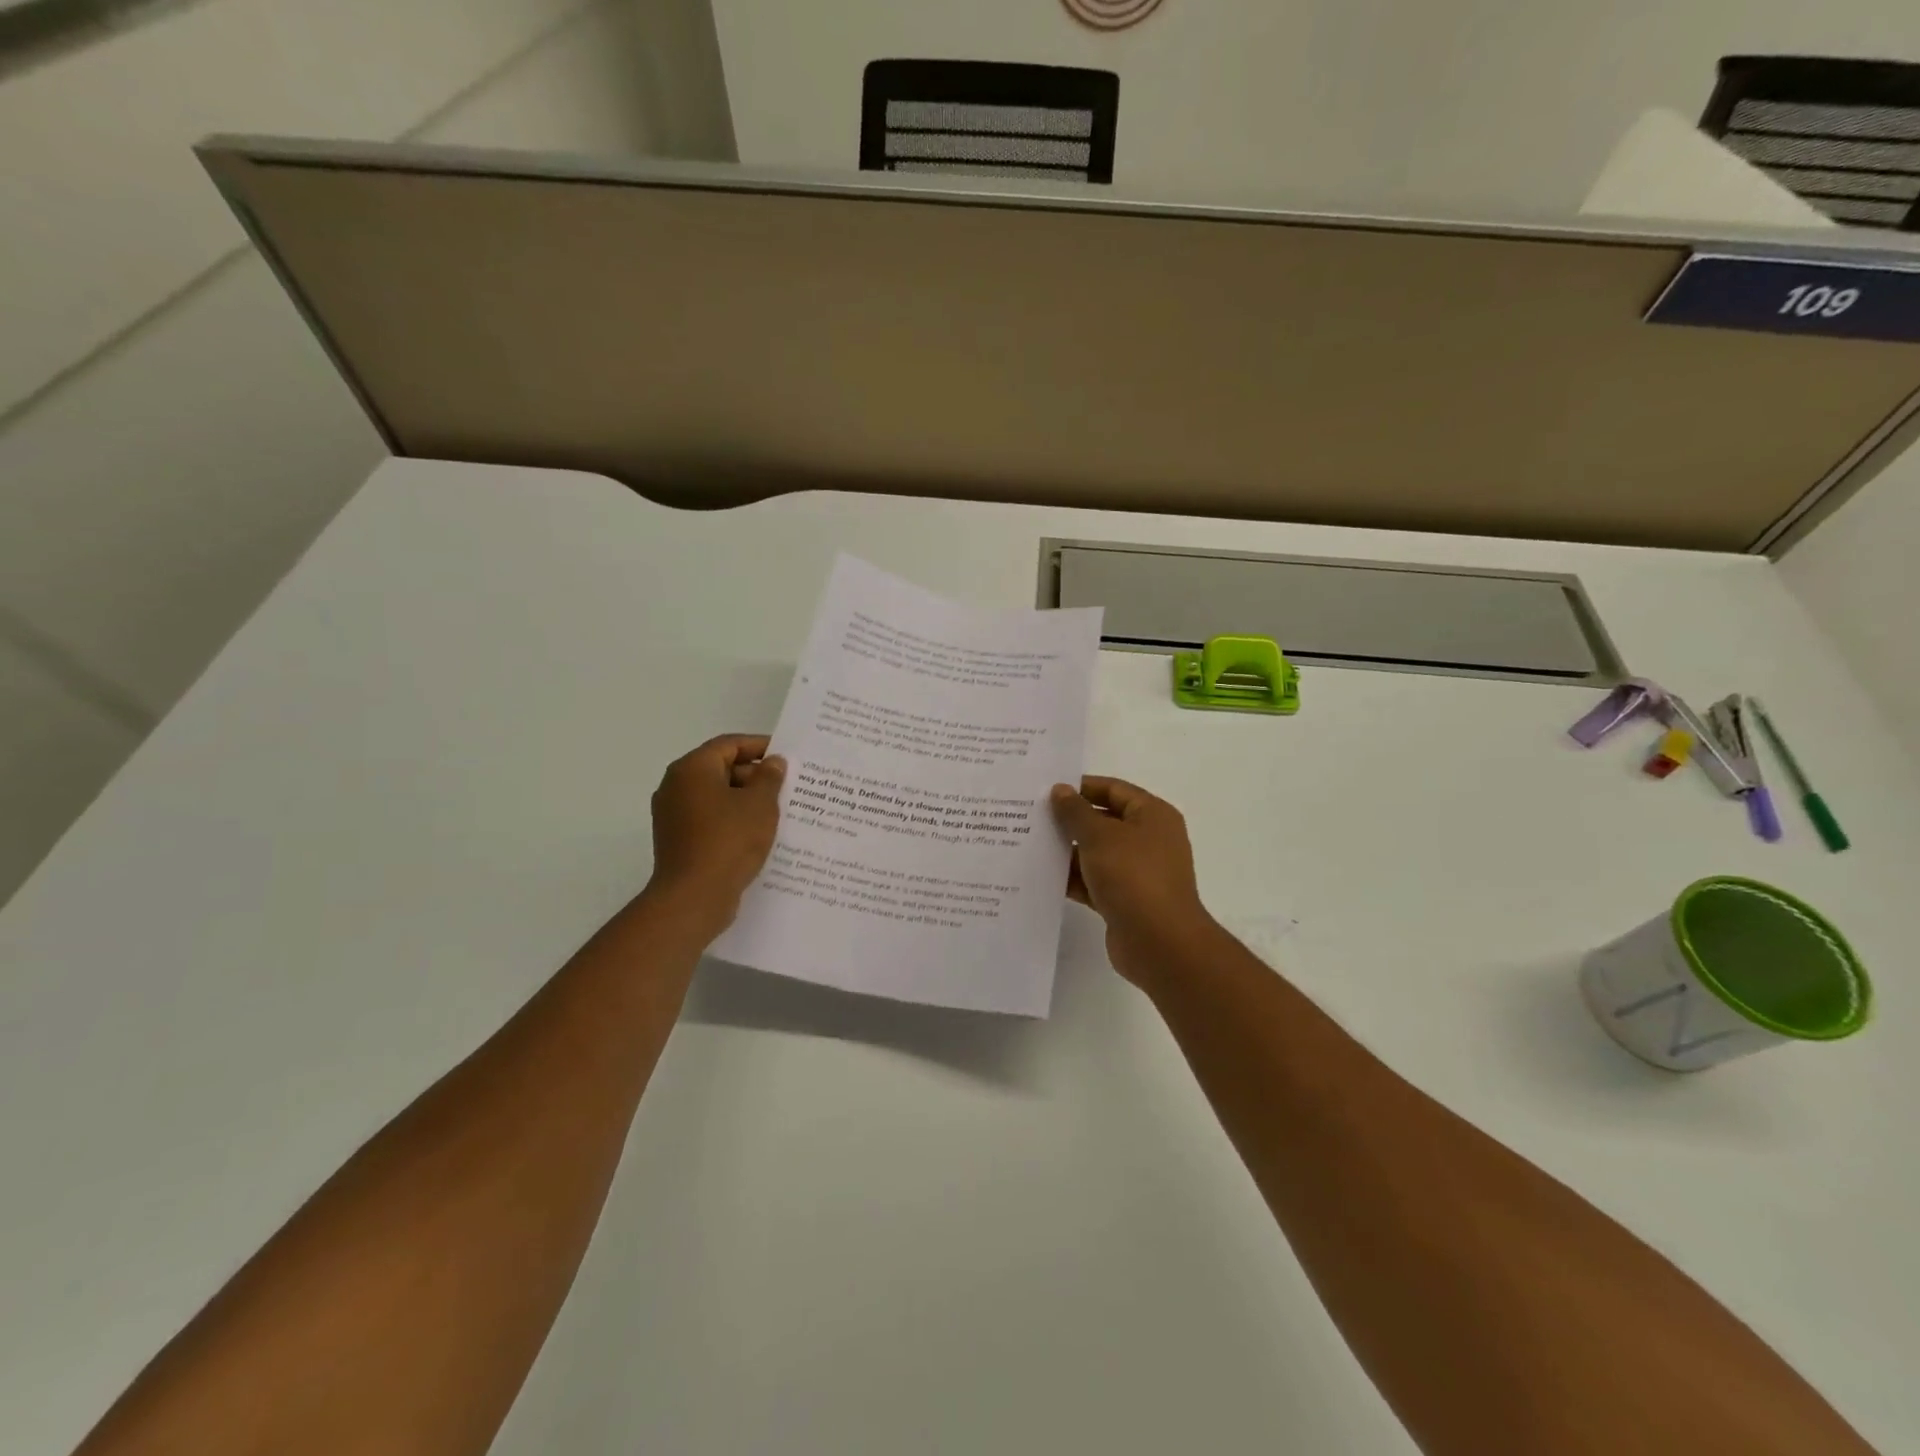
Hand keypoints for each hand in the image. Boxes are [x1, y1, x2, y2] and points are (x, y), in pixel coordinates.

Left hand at [644, 734, 785, 932]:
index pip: (729, 744)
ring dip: (746, 800)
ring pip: (716, 796)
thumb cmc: (729, 841)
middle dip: (755, 775)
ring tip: (779, 810)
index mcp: (692, 769)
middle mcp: (676, 786)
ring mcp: (673, 815)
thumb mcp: (760, 805)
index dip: (759, 746)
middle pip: (720, 769)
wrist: (694, 898)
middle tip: (787, 786)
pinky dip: (733, 820)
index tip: (787, 755)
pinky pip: (710, 819)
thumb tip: (773, 762)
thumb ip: (769, 777)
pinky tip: (759, 833)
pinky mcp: (678, 840)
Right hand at [1050, 776, 1220, 988]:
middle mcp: (1148, 840)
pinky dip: (1072, 878)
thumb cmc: (1133, 877)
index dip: (1081, 787)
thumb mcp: (1100, 836)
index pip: (1113, 789)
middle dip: (1070, 819)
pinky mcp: (1124, 900)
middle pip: (1104, 821)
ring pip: (1096, 853)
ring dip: (1067, 850)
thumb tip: (1060, 790)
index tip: (1046, 789)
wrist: (1159, 943)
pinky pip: (1093, 881)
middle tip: (1030, 815)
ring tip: (1028, 843)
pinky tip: (1040, 876)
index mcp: (1152, 815)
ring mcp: (1137, 872)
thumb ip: (1076, 812)